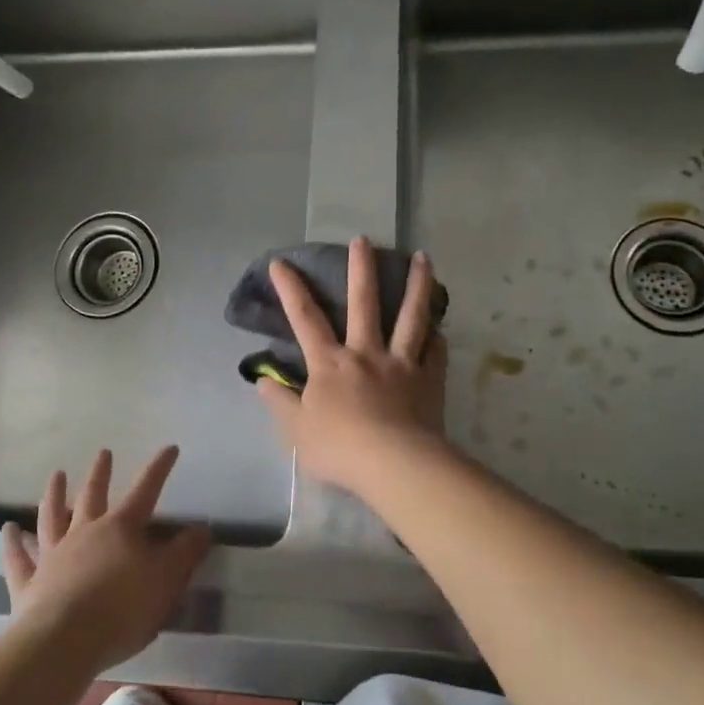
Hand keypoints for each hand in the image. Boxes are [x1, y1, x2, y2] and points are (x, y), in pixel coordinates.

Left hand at [1, 447, 211, 673]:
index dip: (159, 469)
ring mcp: (53, 556)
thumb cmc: (123, 609)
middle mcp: (85, 533)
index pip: (146, 490)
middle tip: (103, 452)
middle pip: (92, 495)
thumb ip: (185, 553)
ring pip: (52, 517)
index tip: (169, 448)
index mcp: (121, 529)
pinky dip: (11, 542)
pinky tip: (7, 529)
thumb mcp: (167, 580)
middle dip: (101, 473)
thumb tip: (201, 529)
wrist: (64, 642)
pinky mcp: (29, 583)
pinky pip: (18, 558)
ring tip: (56, 475)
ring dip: (54, 495)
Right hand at [257, 236, 448, 489]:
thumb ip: (280, 403)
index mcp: (330, 364)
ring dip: (417, 285)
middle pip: (364, 303)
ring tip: (424, 258)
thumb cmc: (339, 448)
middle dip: (361, 268)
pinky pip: (436, 353)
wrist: (393, 464)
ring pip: (411, 316)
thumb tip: (263, 381)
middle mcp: (366, 353)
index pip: (305, 319)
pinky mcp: (429, 380)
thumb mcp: (296, 431)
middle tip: (364, 239)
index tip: (282, 262)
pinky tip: (440, 330)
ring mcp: (401, 363)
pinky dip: (437, 339)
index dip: (291, 289)